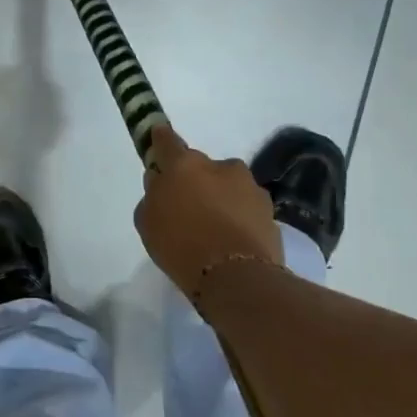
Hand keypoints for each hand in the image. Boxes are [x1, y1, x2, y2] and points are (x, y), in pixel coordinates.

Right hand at [134, 127, 281, 296]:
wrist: (236, 278)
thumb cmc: (180, 246)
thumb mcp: (147, 221)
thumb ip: (153, 194)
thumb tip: (161, 181)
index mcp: (184, 164)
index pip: (167, 141)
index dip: (160, 139)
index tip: (157, 138)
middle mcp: (219, 166)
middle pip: (200, 167)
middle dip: (194, 180)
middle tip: (187, 207)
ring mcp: (248, 186)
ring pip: (227, 185)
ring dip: (220, 197)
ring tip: (213, 229)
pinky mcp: (269, 209)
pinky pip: (245, 206)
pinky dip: (238, 216)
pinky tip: (232, 240)